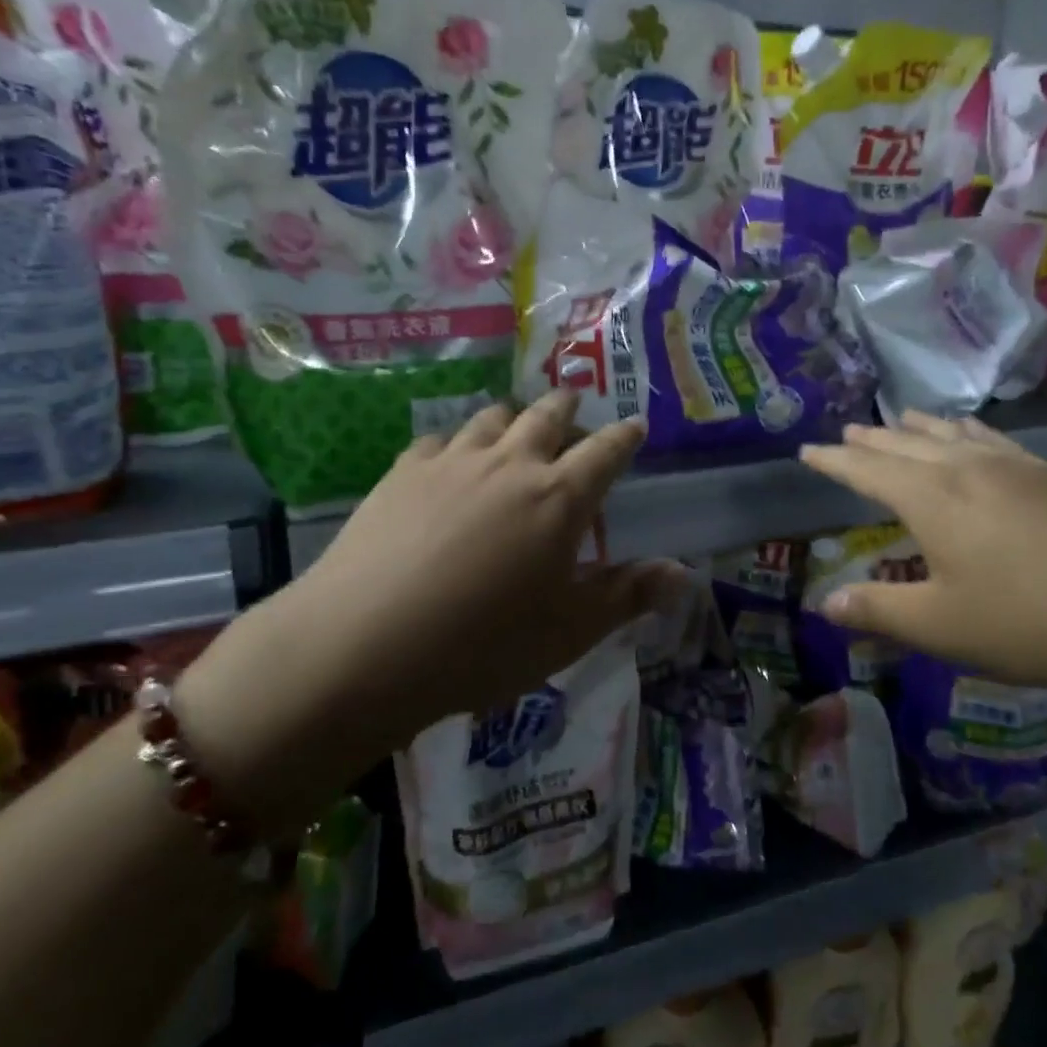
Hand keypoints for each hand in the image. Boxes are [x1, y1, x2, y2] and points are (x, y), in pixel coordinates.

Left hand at [185, 395, 684, 829]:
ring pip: (492, 418)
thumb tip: (683, 573)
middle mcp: (510, 464)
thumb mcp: (567, 632)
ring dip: (513, 415)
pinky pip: (439, 440)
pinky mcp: (403, 472)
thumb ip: (627, 595)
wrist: (363, 646)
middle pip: (547, 417)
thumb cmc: (481, 645)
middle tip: (575, 401)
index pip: (605, 452)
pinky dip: (457, 442)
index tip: (635, 425)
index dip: (625, 437)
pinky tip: (450, 458)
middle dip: (568, 406)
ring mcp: (452, 462)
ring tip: (517, 421)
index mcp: (559, 499)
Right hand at [799, 413, 1046, 697]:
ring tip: (903, 417)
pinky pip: (996, 442)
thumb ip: (879, 611)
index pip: (867, 469)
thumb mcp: (943, 627)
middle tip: (847, 431)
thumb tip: (825, 602)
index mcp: (932, 499)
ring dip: (920, 427)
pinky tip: (978, 441)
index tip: (807, 450)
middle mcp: (969, 471)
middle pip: (907, 444)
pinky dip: (970, 434)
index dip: (833, 460)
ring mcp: (1018, 470)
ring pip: (954, 436)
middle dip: (872, 438)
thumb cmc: (1035, 621)